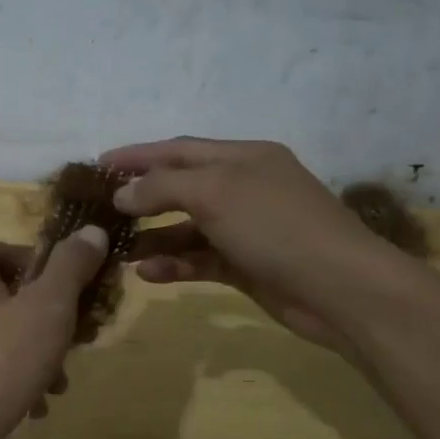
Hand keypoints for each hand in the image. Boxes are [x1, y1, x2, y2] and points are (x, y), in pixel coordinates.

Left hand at [0, 229, 108, 438]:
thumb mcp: (47, 309)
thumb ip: (71, 267)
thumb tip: (92, 230)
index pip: (4, 249)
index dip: (43, 264)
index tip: (74, 290)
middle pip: (8, 295)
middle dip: (50, 320)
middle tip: (79, 342)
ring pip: (2, 335)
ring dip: (38, 355)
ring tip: (60, 385)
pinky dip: (14, 381)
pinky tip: (35, 408)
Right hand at [99, 137, 412, 351]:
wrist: (340, 289)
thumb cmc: (275, 226)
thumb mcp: (215, 193)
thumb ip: (163, 187)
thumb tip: (124, 194)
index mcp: (243, 157)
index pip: (179, 149)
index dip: (138, 155)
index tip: (99, 164)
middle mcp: (245, 187)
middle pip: (182, 187)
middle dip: (143, 197)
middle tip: (103, 210)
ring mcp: (248, 229)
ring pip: (189, 227)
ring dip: (155, 236)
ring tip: (118, 250)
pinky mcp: (248, 266)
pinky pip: (202, 259)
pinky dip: (176, 264)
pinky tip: (148, 274)